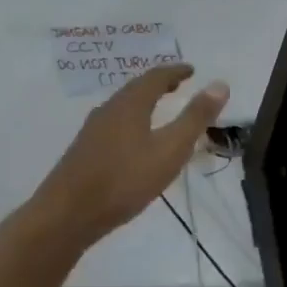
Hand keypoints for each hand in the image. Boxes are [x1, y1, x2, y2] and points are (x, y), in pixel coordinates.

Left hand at [21, 65, 229, 255]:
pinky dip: (131, 120)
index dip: (175, 71)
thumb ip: (195, 118)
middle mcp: (108, 111)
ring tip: (158, 108)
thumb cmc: (124, 180)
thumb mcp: (171, 149)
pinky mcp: (83, 152)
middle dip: (158, 84)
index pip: (155, 77)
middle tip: (177, 85)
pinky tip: (133, 140)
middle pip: (135, 89)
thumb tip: (220, 84)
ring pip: (122, 107)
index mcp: (130, 105)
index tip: (191, 70)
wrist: (66, 216)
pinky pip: (113, 124)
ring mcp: (92, 132)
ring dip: (143, 102)